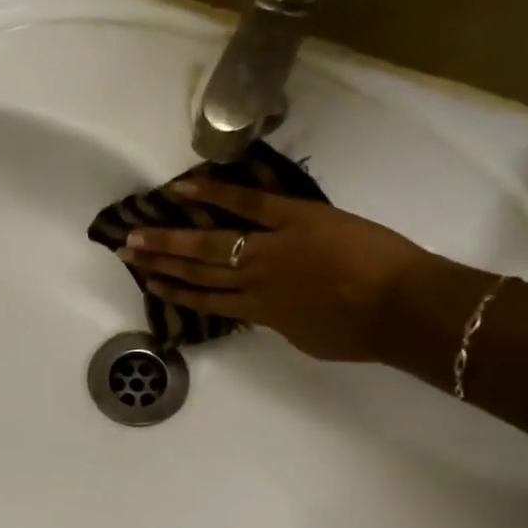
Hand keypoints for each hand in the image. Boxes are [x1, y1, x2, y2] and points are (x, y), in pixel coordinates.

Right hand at [120, 178, 436, 361]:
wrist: (401, 309)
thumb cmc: (362, 333)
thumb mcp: (310, 339)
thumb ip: (282, 322)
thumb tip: (269, 311)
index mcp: (261, 312)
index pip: (207, 301)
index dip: (174, 292)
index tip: (147, 282)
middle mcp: (254, 281)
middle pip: (198, 271)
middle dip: (159, 262)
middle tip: (126, 251)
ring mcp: (269, 248)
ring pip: (210, 244)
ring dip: (172, 238)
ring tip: (140, 231)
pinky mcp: (294, 219)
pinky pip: (248, 203)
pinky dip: (215, 194)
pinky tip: (184, 188)